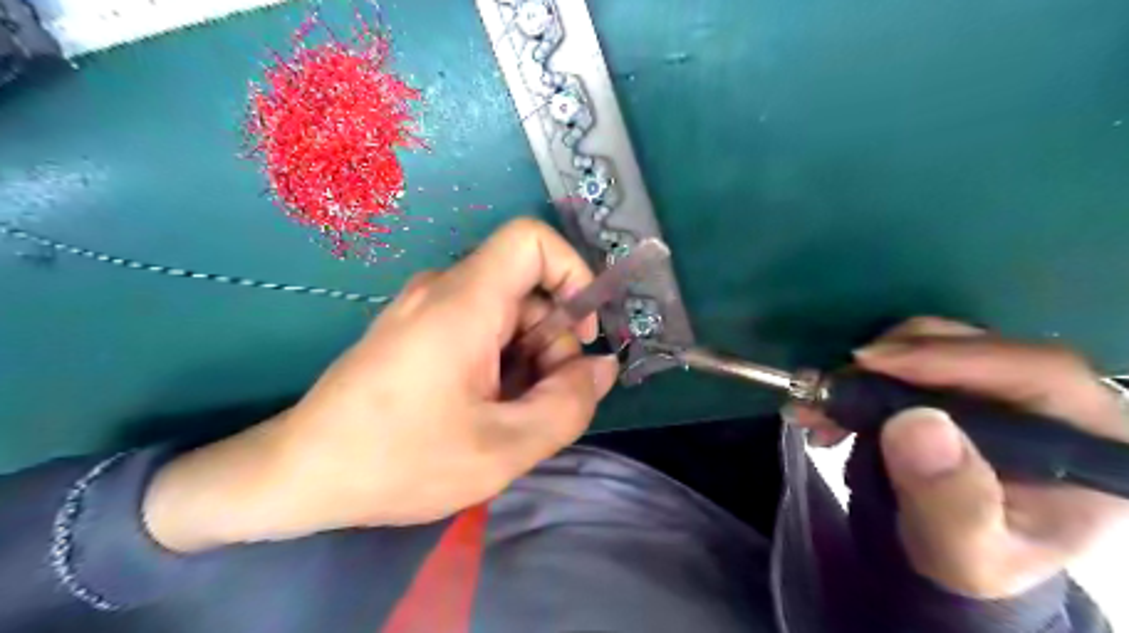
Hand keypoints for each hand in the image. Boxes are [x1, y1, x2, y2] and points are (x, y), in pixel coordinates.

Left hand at [142, 219, 621, 550]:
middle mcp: (443, 290)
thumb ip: (569, 405)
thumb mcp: (503, 448)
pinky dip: (502, 365)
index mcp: (463, 302)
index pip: (532, 239)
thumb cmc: (397, 461)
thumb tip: (602, 366)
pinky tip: (485, 412)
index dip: (573, 272)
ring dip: (529, 361)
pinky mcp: (418, 330)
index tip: (581, 333)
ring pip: (508, 314)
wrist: (298, 475)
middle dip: (553, 343)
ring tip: (510, 418)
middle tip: (544, 404)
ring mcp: (426, 309)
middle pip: (527, 289)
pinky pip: (481, 330)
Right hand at [788, 317, 1127, 598]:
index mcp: (1087, 439)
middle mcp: (1049, 398)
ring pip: (931, 343)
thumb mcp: (962, 552)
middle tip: (830, 387)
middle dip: (891, 361)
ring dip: (864, 370)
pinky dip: (859, 375)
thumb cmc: (968, 558)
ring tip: (819, 408)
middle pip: (974, 346)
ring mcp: (998, 383)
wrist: (945, 551)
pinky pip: (905, 356)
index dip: (953, 357)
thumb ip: (951, 501)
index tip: (872, 363)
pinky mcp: (954, 380)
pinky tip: (830, 407)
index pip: (1036, 371)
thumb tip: (916, 423)